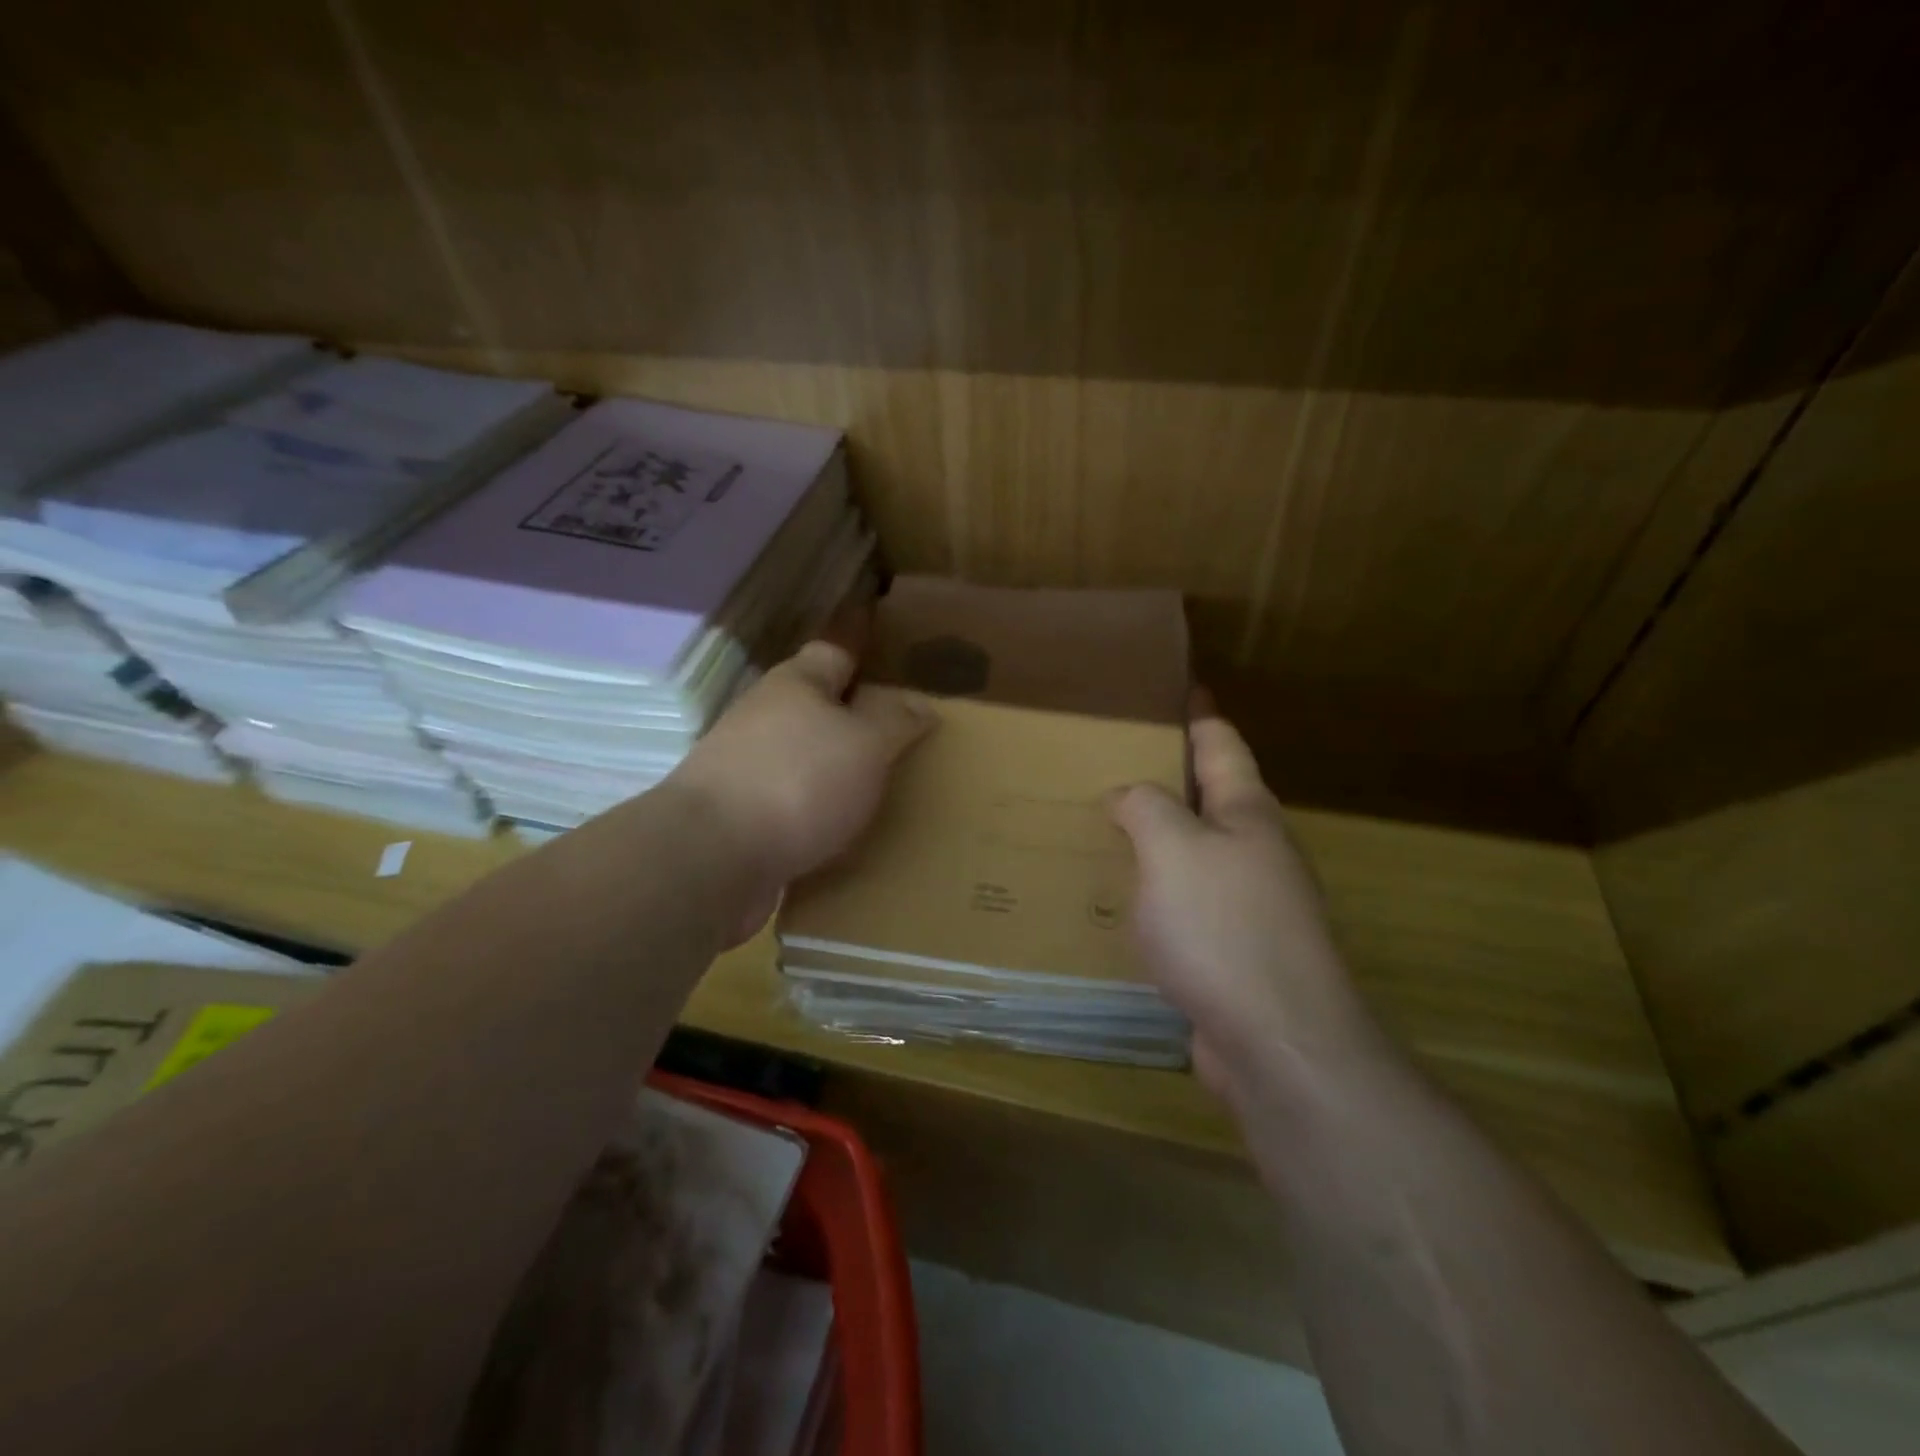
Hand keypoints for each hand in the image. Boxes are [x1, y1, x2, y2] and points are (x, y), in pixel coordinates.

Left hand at [672, 641, 933, 921]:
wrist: (712, 857)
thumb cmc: (799, 781)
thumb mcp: (866, 743)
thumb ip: (896, 721)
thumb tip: (920, 704)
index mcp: (795, 684)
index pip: (834, 652)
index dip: (866, 655)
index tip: (897, 670)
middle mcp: (763, 716)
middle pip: (816, 708)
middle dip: (853, 721)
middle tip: (900, 741)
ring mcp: (743, 766)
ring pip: (801, 757)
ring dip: (833, 771)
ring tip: (877, 792)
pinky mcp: (736, 814)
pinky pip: (788, 803)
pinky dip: (814, 812)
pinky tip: (840, 833)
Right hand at [1110, 708, 1387, 1104]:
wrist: (1278, 1045)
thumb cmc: (1224, 929)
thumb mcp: (1172, 848)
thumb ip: (1145, 807)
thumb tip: (1127, 797)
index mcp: (1247, 814)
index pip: (1221, 744)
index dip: (1198, 712)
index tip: (1179, 685)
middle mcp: (1254, 853)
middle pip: (1208, 799)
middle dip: (1167, 777)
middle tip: (1109, 762)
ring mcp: (1248, 907)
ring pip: (1192, 856)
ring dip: (1155, 840)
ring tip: (1100, 828)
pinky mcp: (1231, 954)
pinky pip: (1183, 907)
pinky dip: (1152, 894)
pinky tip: (1116, 902)